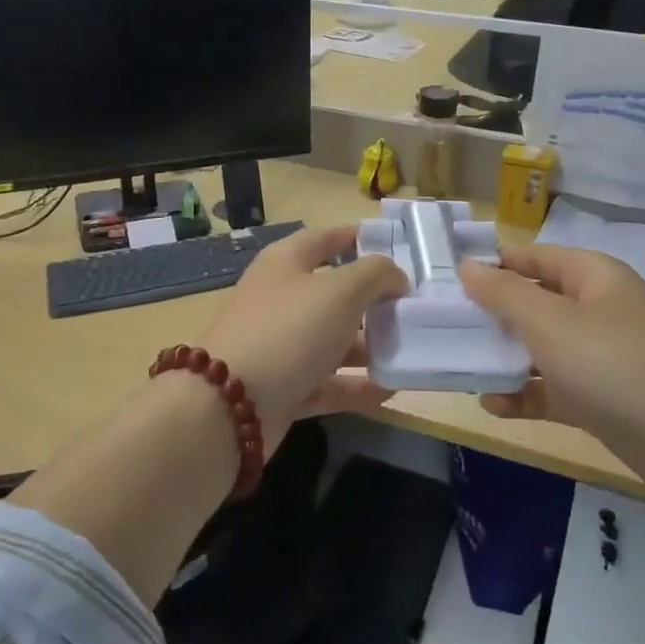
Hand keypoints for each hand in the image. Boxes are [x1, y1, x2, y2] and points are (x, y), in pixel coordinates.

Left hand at [197, 225, 407, 437]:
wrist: (229, 405)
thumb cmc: (288, 330)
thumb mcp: (340, 290)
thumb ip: (376, 275)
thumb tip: (395, 279)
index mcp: (286, 263)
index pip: (325, 239)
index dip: (356, 238)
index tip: (394, 245)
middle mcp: (281, 299)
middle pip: (333, 293)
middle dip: (373, 299)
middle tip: (414, 307)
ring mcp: (281, 346)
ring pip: (333, 340)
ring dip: (369, 345)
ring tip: (411, 350)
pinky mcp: (284, 388)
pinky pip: (328, 382)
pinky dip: (357, 385)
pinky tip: (392, 389)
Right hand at [460, 244, 644, 506]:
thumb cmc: (618, 366)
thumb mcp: (550, 323)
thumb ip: (503, 294)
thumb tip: (468, 267)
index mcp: (592, 277)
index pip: (532, 257)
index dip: (491, 265)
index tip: (445, 283)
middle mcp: (597, 309)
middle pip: (534, 302)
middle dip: (491, 315)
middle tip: (443, 329)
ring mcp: (602, 356)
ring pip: (541, 348)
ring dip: (504, 358)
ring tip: (461, 367)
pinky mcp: (604, 399)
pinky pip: (554, 388)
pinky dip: (526, 394)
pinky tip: (493, 405)